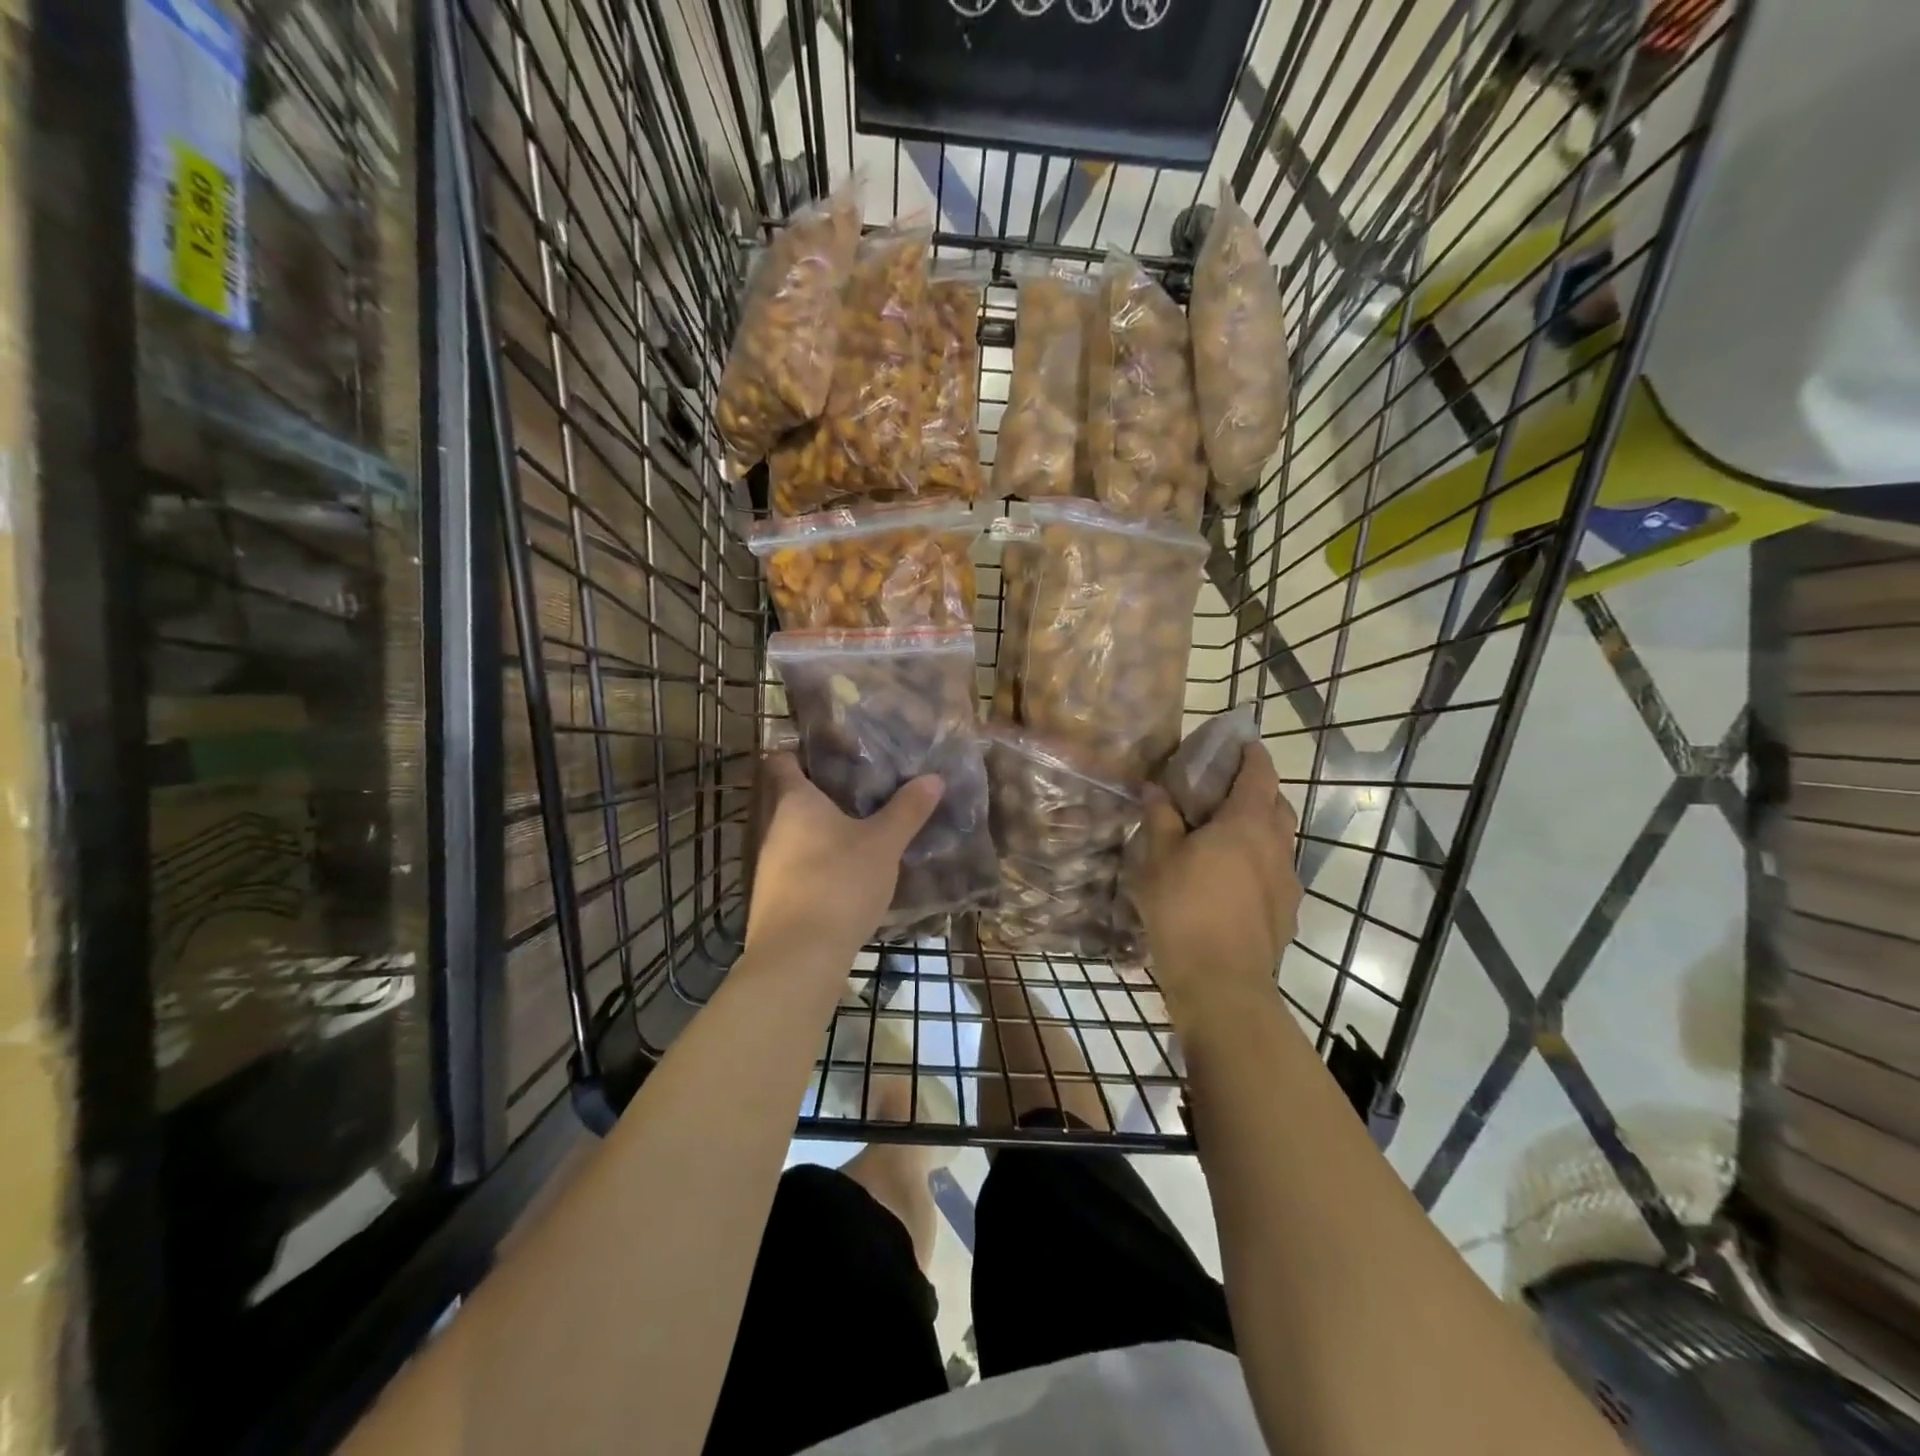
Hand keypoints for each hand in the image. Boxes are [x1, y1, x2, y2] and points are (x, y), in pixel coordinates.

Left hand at [746, 753, 942, 966]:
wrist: (799, 956)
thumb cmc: (840, 883)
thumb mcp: (883, 844)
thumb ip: (907, 810)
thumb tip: (933, 777)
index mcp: (795, 802)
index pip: (782, 761)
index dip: (799, 752)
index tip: (827, 750)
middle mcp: (772, 827)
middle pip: (789, 799)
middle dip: (820, 794)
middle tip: (859, 789)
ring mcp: (767, 865)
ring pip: (793, 835)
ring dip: (819, 832)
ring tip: (857, 829)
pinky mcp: (772, 897)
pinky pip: (795, 866)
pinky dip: (816, 863)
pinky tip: (844, 874)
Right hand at [1125, 741, 1300, 1028]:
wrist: (1222, 983)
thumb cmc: (1185, 909)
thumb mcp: (1158, 858)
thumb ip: (1160, 819)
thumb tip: (1156, 790)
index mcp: (1247, 823)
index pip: (1259, 773)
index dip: (1251, 754)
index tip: (1240, 743)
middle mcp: (1277, 846)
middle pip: (1276, 805)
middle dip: (1256, 791)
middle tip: (1222, 794)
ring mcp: (1288, 882)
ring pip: (1278, 842)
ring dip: (1258, 830)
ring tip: (1224, 840)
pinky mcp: (1287, 913)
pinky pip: (1275, 874)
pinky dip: (1258, 865)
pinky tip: (1231, 884)